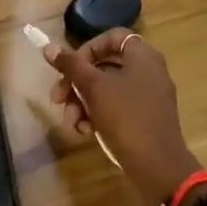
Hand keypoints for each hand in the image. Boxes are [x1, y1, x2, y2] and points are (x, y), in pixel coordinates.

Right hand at [44, 30, 201, 205]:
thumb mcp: (94, 88)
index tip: (70, 68)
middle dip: (77, 83)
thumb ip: (71, 65)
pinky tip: (85, 132)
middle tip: (57, 99)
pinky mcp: (146, 118)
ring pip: (108, 89)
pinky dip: (99, 115)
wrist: (158, 168)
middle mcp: (149, 71)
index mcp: (142, 56)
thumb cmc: (126, 117)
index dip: (86, 49)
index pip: (110, 37)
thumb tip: (48, 47)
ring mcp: (149, 96)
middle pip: (105, 65)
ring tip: (71, 123)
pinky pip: (118, 107)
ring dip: (83, 103)